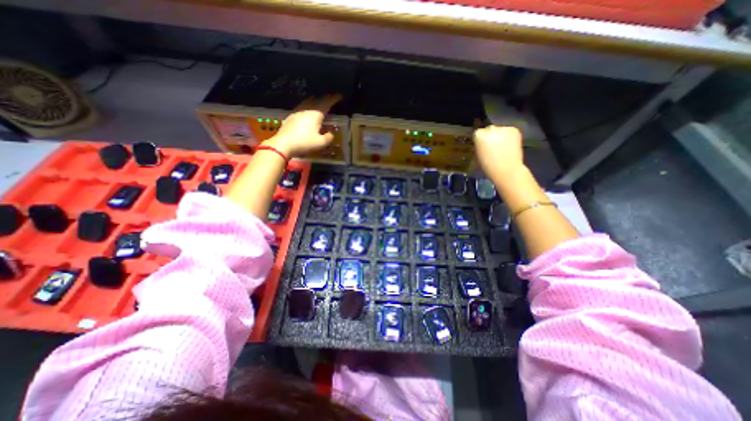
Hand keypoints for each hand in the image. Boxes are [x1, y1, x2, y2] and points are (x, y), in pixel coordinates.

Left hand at [262, 94, 342, 157]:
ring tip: (319, 105)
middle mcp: (306, 109)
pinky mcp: (291, 117)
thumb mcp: (320, 143)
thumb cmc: (304, 143)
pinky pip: (302, 108)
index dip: (334, 98)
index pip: (327, 102)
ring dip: (315, 102)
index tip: (340, 96)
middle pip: (317, 100)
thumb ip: (328, 137)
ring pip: (308, 102)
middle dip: (325, 99)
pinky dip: (307, 108)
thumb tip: (331, 134)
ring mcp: (297, 112)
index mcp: (316, 114)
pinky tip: (307, 114)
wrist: (283, 144)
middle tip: (330, 101)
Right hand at [471, 124, 523, 178]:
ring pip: (500, 130)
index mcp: (479, 135)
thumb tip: (483, 142)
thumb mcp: (478, 154)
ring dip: (500, 135)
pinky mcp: (514, 130)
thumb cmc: (488, 166)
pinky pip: (509, 131)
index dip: (480, 140)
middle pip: (489, 129)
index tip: (482, 146)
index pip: (478, 133)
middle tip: (493, 146)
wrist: (507, 170)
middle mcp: (491, 129)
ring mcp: (504, 128)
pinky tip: (509, 145)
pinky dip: (509, 137)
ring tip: (502, 147)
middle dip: (490, 136)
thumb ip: (480, 145)